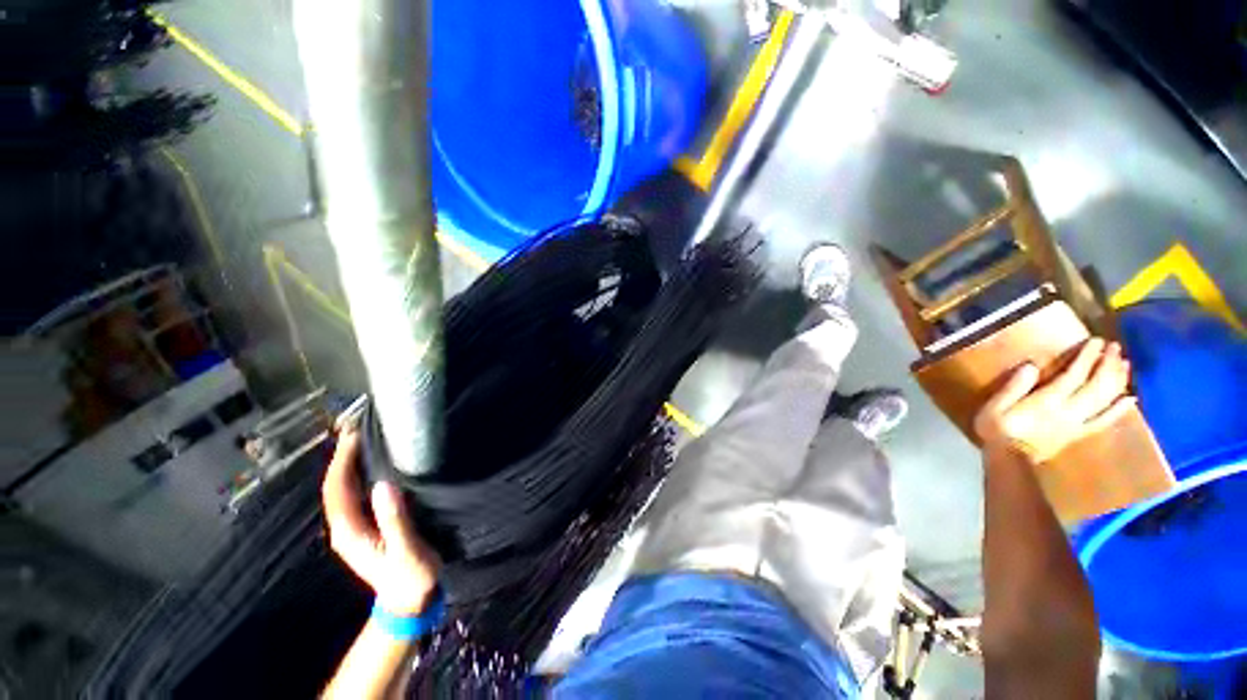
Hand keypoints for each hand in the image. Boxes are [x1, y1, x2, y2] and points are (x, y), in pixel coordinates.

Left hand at [322, 423, 439, 614]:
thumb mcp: (407, 550)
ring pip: (343, 491)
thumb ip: (395, 520)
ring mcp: (352, 529)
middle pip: (335, 488)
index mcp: (351, 531)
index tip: (355, 435)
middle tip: (362, 429)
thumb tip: (384, 486)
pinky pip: (354, 496)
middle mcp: (344, 528)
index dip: (342, 461)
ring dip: (350, 465)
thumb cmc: (410, 576)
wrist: (407, 602)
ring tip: (367, 440)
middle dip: (343, 458)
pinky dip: (359, 476)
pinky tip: (374, 465)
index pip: (337, 490)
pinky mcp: (363, 528)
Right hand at [974, 338, 1135, 462]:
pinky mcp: (1079, 433)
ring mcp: (1077, 423)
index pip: (1074, 375)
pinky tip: (1130, 398)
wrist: (1008, 460)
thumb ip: (1013, 388)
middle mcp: (1069, 410)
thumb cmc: (997, 430)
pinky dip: (1119, 409)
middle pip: (1096, 386)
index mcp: (1048, 401)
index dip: (1087, 357)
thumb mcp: (995, 407)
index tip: (1097, 340)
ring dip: (1117, 381)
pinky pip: (1104, 420)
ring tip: (1124, 363)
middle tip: (1116, 347)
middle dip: (1107, 365)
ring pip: (1105, 400)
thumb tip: (1030, 366)